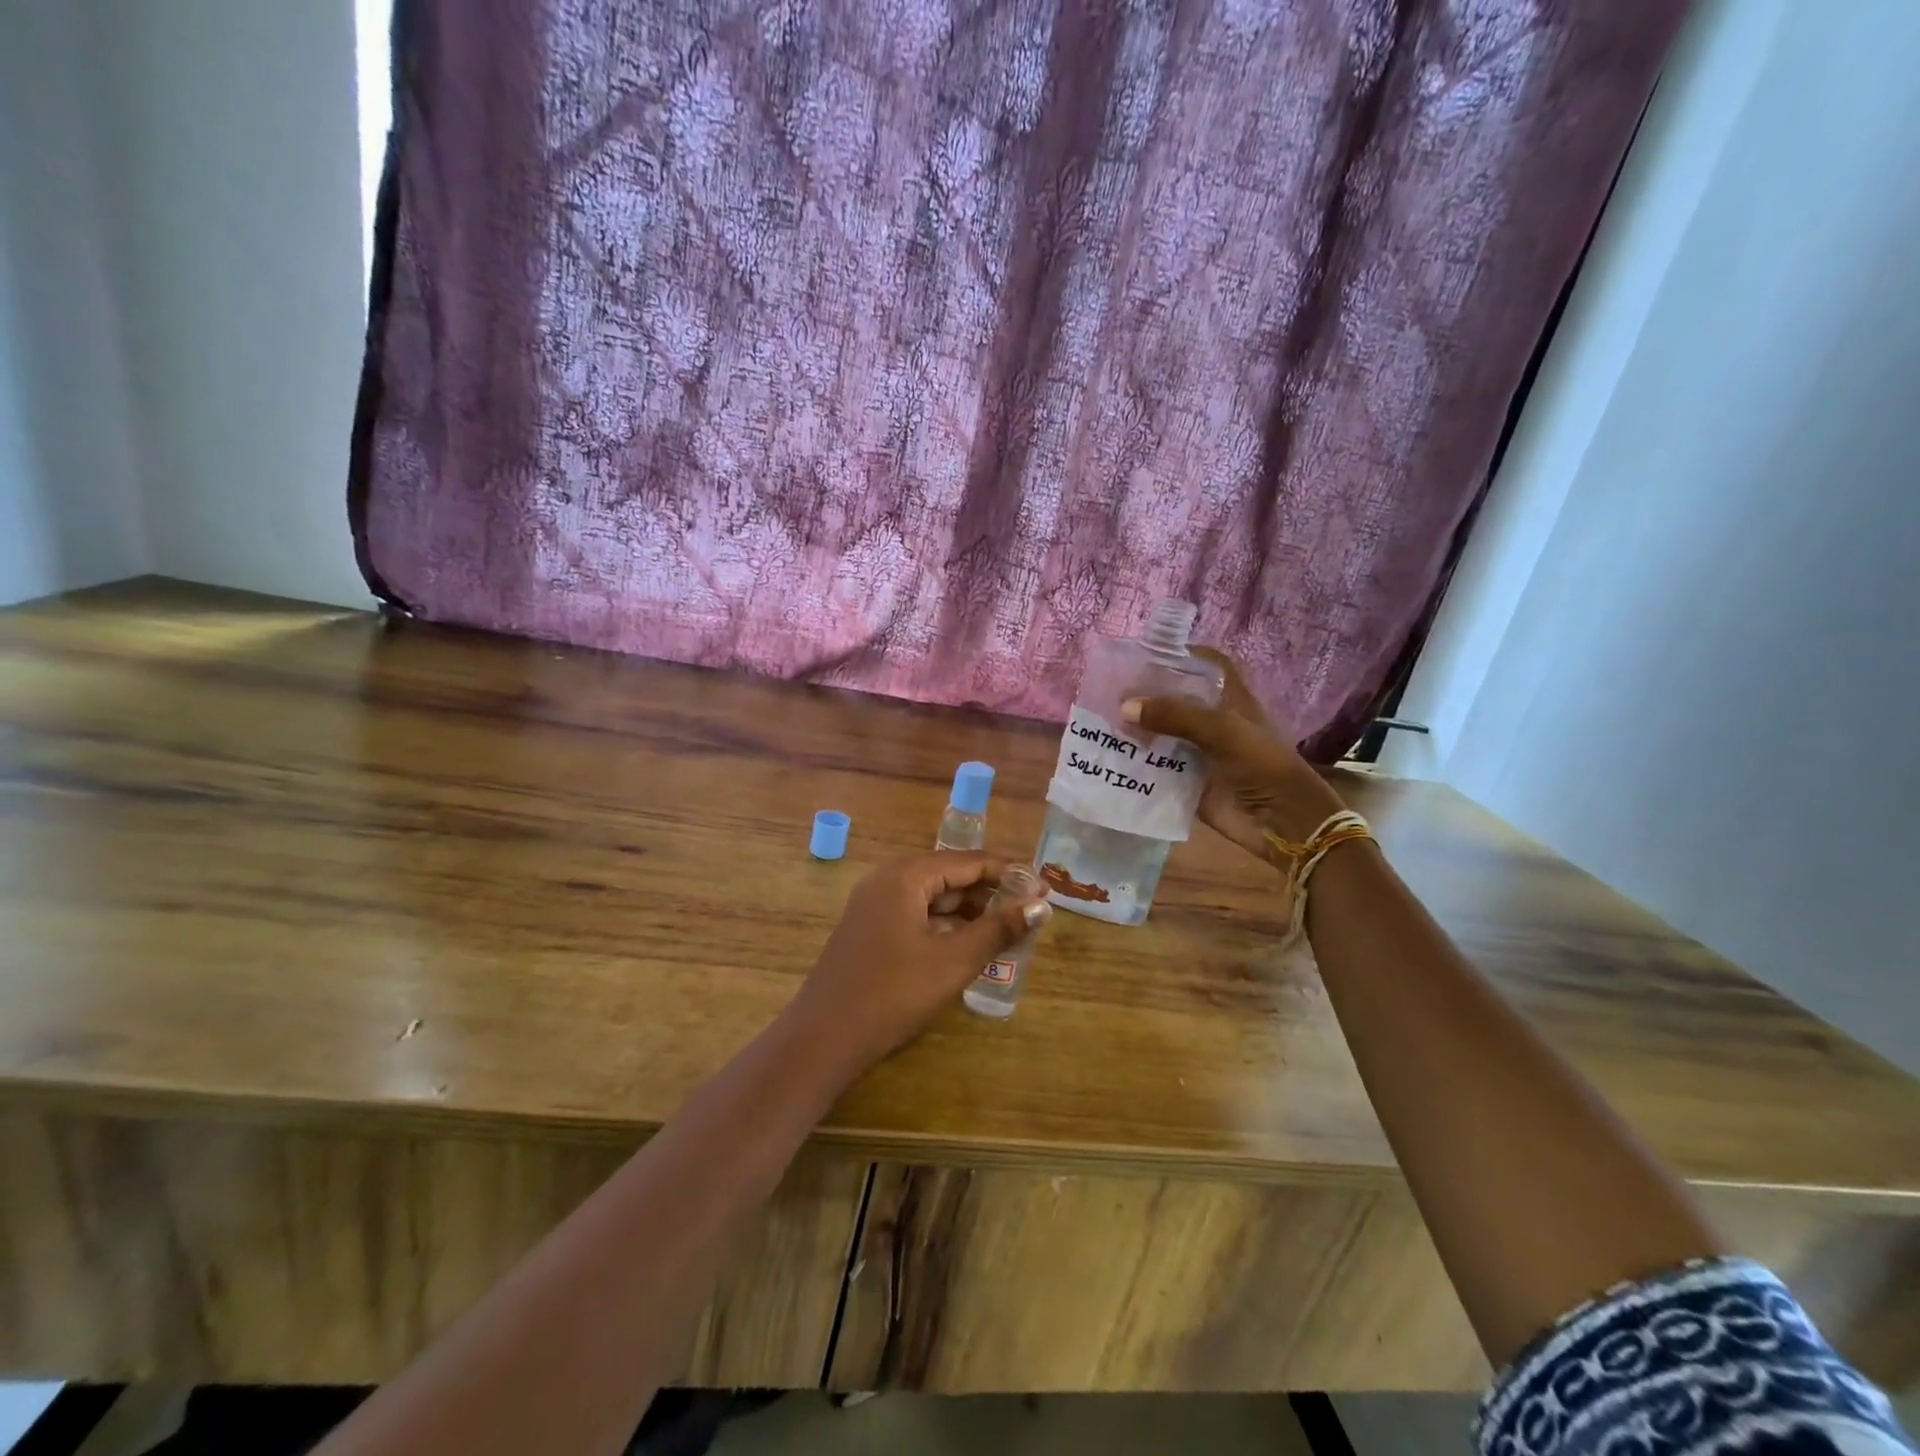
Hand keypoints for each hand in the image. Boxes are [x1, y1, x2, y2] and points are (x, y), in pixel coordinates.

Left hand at [785, 853, 1050, 1077]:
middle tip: (1029, 911)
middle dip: (990, 892)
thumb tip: (1040, 906)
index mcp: (905, 876)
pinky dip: (945, 926)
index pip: (968, 861)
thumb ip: (998, 929)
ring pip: (933, 898)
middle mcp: (887, 880)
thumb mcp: (953, 961)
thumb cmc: (893, 994)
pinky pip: (916, 916)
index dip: (1008, 872)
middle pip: (949, 875)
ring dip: (969, 911)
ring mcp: (874, 906)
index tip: (1043, 888)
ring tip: (1007, 929)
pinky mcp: (870, 930)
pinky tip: (969, 944)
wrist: (823, 1039)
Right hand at [1123, 647, 1348, 856]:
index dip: (1176, 656)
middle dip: (1142, 695)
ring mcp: (1196, 752)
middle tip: (1104, 690)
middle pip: (1172, 700)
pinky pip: (1154, 769)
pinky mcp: (1185, 782)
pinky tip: (1107, 757)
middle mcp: (1209, 722)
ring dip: (1134, 730)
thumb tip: (1124, 707)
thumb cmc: (1262, 764)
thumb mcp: (1222, 730)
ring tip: (1097, 721)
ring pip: (1159, 734)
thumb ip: (1175, 715)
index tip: (1140, 654)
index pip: (1201, 665)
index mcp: (1227, 699)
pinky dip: (1134, 764)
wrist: (1281, 822)